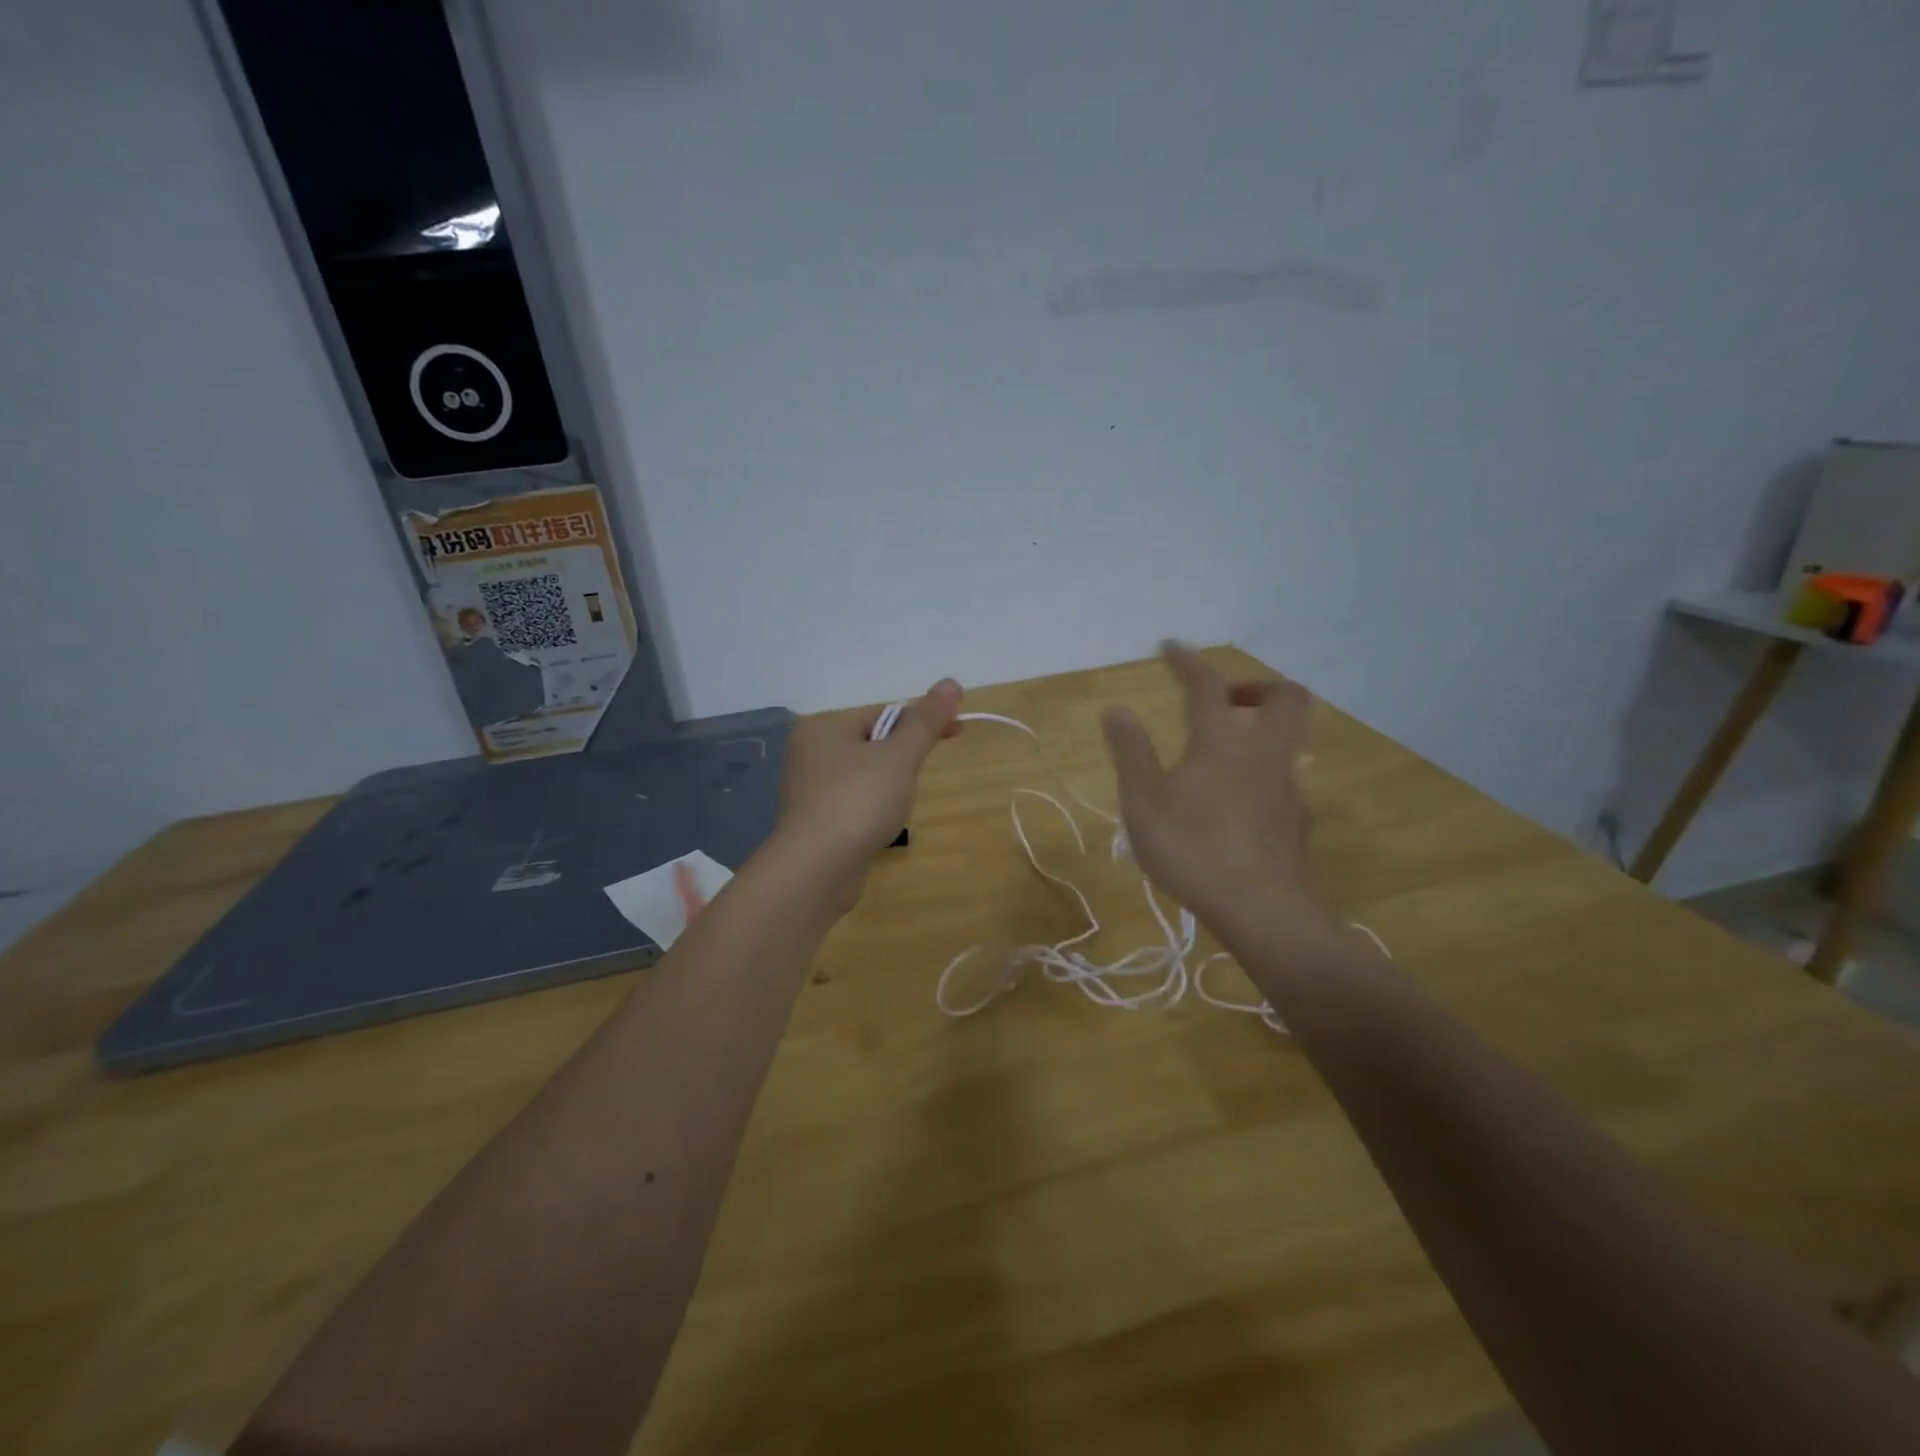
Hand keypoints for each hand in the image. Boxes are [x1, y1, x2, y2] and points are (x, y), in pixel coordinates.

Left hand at [775, 679, 964, 902]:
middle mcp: (810, 753)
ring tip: (896, 809)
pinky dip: (872, 810)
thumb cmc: (859, 801)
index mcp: (824, 728)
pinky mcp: (814, 822)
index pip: (884, 714)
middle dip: (903, 760)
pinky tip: (879, 827)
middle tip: (918, 779)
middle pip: (874, 744)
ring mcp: (809, 790)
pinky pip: (854, 803)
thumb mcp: (900, 755)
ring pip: (865, 776)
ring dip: (889, 787)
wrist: (817, 869)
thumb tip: (951, 682)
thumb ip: (926, 720)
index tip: (956, 733)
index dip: (922, 723)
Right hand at [1100, 644, 1332, 941]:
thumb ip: (1131, 753)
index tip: (1170, 646)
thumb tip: (1116, 709)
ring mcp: (1287, 788)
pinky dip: (1262, 772)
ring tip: (1223, 753)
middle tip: (1224, 701)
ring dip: (1262, 729)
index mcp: (1222, 743)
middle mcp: (1263, 754)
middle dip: (1255, 686)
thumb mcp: (1144, 803)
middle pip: (1285, 698)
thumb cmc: (1194, 851)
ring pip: (1290, 739)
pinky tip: (1237, 802)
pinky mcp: (1298, 821)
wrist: (1264, 912)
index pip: (1207, 686)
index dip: (1188, 661)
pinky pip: (1284, 778)